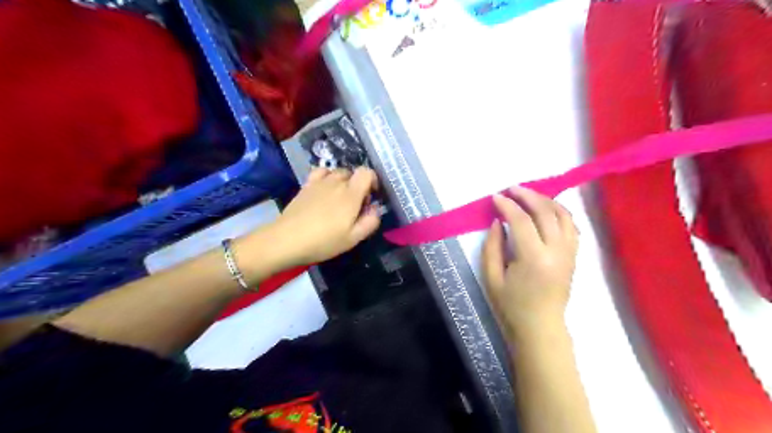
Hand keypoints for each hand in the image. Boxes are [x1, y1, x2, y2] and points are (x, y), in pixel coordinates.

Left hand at [267, 168, 379, 266]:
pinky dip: (327, 176)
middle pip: (353, 173)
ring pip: (338, 172)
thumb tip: (375, 209)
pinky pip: (321, 172)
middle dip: (358, 186)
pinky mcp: (306, 185)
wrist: (287, 240)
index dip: (373, 181)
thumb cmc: (323, 241)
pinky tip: (325, 189)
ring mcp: (319, 182)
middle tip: (354, 206)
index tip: (371, 196)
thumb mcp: (353, 238)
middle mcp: (336, 182)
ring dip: (343, 182)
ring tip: (339, 200)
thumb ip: (370, 222)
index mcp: (351, 194)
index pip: (367, 172)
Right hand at [484, 186, 575, 337]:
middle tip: (511, 189)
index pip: (522, 221)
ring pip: (563, 215)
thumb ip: (492, 246)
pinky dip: (559, 212)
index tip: (495, 197)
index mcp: (533, 259)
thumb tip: (498, 222)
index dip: (508, 205)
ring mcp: (569, 253)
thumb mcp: (491, 278)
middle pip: (546, 212)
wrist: (541, 327)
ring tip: (528, 195)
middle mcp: (556, 252)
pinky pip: (571, 226)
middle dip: (527, 195)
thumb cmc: (511, 305)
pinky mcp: (573, 256)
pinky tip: (546, 210)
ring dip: (545, 200)